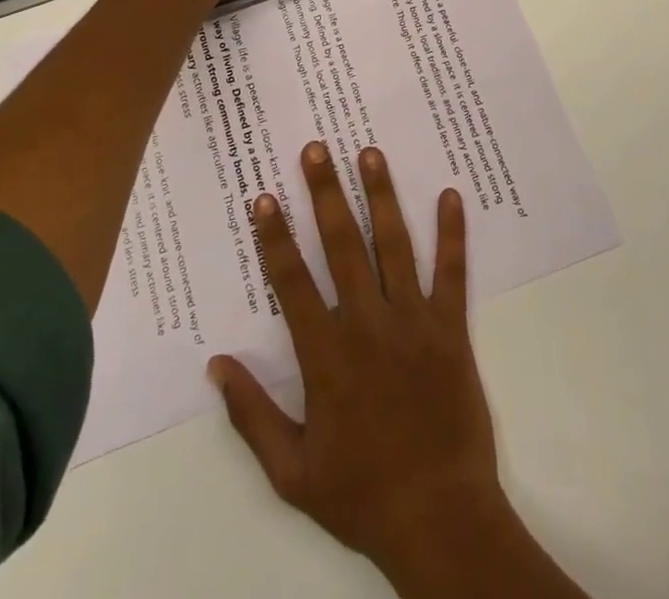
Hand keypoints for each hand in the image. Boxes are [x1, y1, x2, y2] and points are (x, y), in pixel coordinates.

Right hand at [210, 144, 505, 579]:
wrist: (440, 519)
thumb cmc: (361, 494)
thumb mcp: (291, 472)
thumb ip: (251, 415)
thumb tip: (216, 364)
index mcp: (327, 357)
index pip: (293, 283)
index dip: (276, 238)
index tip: (265, 198)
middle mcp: (369, 325)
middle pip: (343, 246)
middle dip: (326, 194)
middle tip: (316, 149)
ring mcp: (414, 322)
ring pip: (395, 246)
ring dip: (381, 197)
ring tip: (370, 153)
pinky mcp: (452, 328)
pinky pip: (452, 273)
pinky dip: (452, 232)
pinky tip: (449, 194)